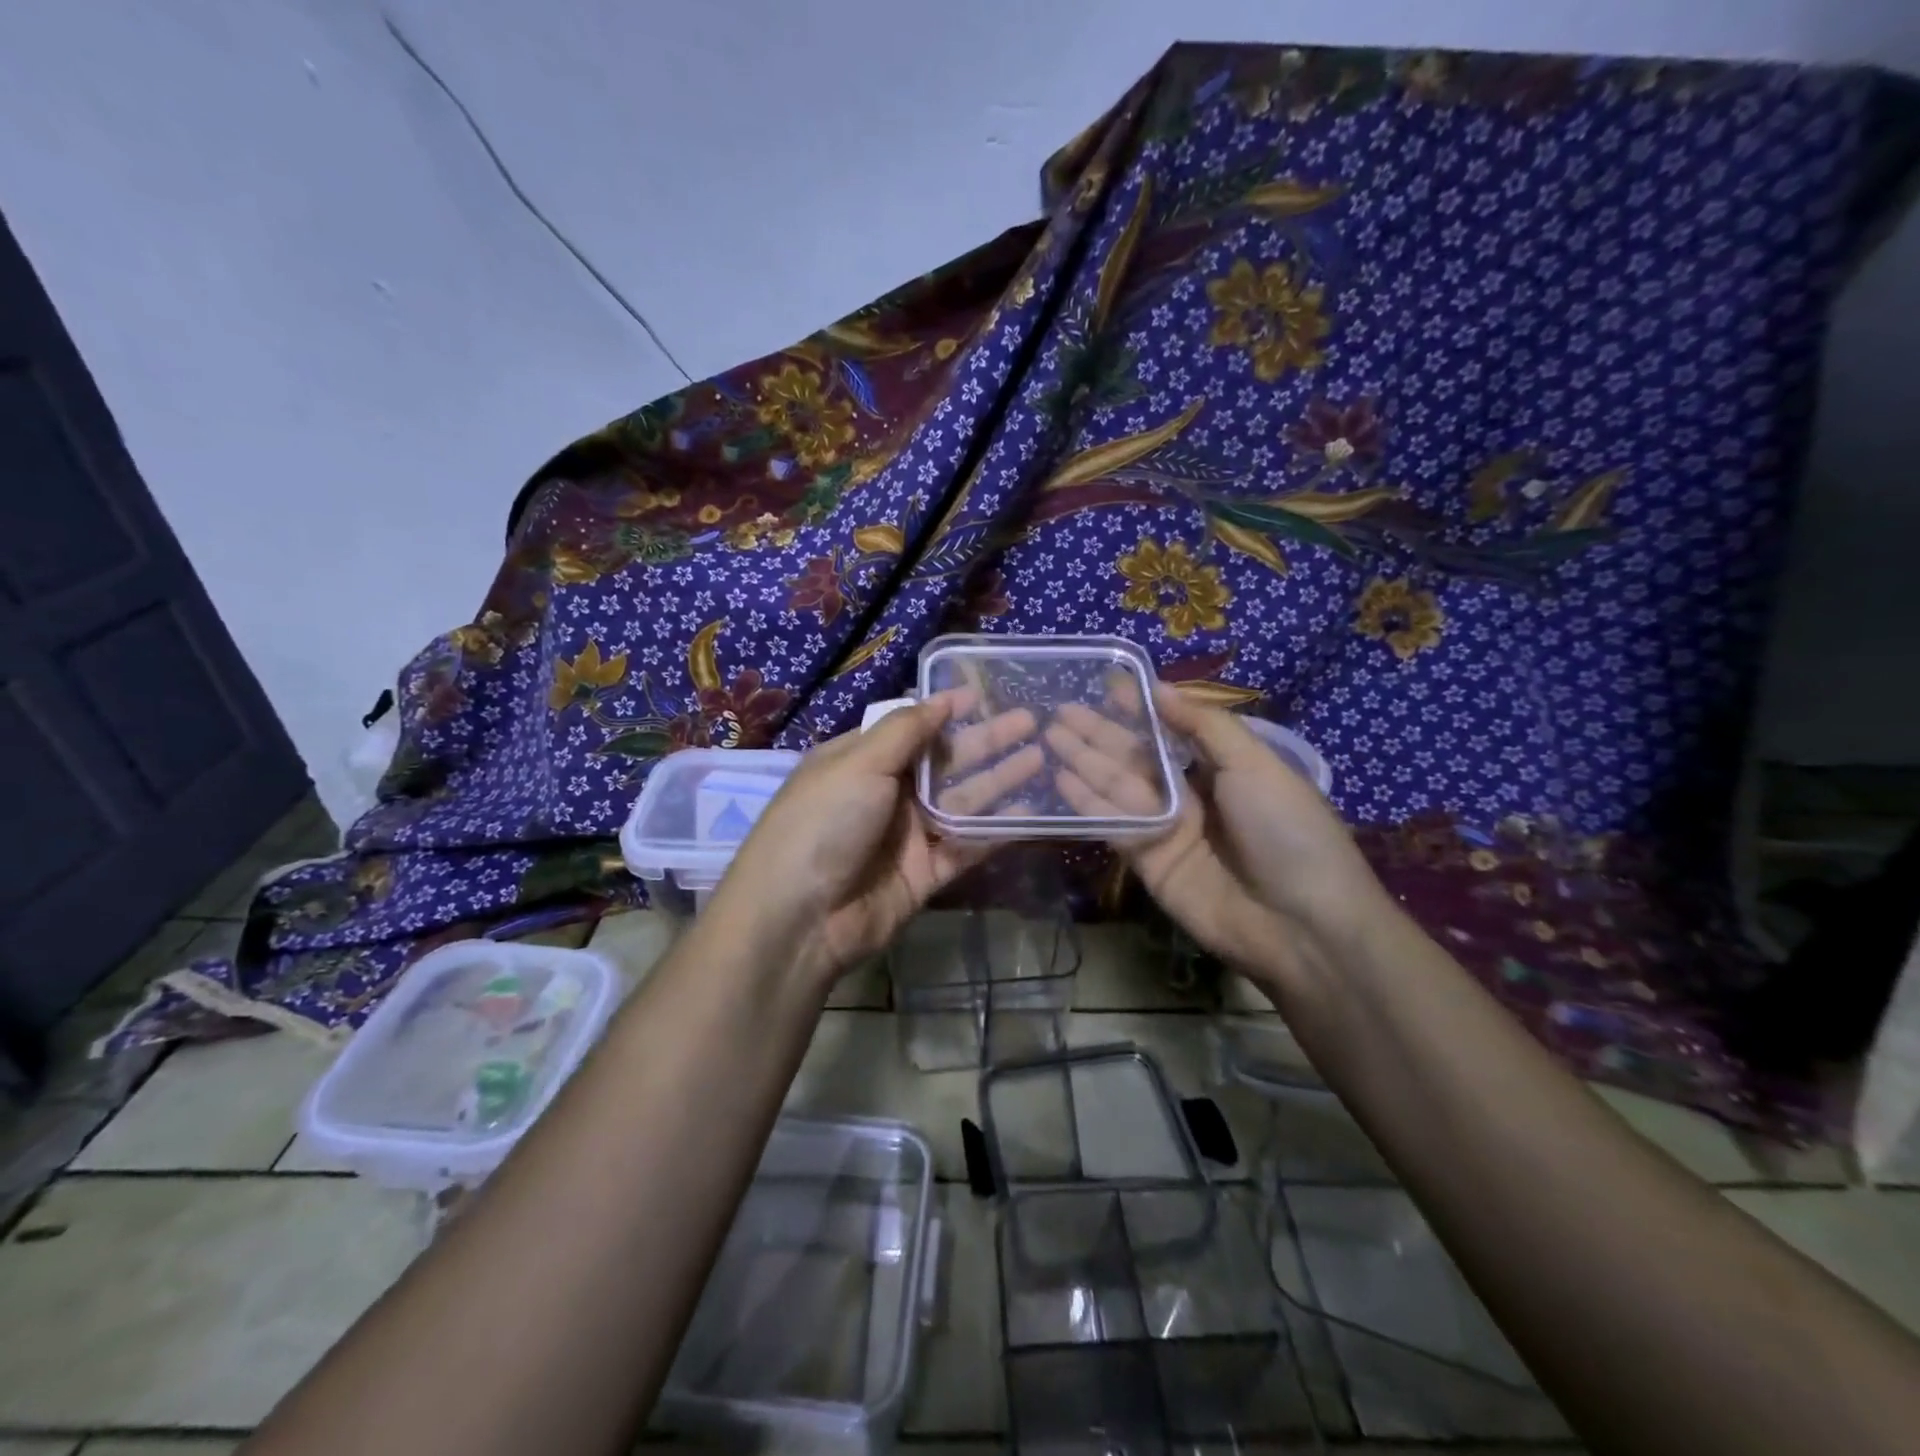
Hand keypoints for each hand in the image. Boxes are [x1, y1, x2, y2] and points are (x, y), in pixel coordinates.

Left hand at [706, 691, 1029, 987]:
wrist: (799, 918)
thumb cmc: (822, 823)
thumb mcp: (858, 764)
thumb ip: (905, 731)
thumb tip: (941, 697)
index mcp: (860, 761)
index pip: (912, 728)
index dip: (948, 712)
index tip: (987, 693)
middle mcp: (886, 794)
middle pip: (945, 762)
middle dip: (986, 741)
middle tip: (1031, 722)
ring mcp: (907, 836)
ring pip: (963, 802)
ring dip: (999, 780)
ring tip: (1041, 756)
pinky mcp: (926, 874)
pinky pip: (967, 846)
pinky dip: (996, 831)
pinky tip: (1030, 812)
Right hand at [1048, 683, 1394, 997]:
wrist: (1301, 925)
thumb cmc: (1287, 831)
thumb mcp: (1256, 764)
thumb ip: (1204, 726)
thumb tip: (1161, 687)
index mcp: (1222, 767)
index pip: (1170, 731)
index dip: (1138, 709)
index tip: (1105, 687)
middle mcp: (1190, 794)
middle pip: (1136, 758)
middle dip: (1099, 733)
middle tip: (1059, 711)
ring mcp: (1166, 829)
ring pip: (1117, 788)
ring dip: (1084, 761)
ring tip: (1049, 735)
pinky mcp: (1147, 862)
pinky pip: (1114, 825)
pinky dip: (1087, 803)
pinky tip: (1061, 779)